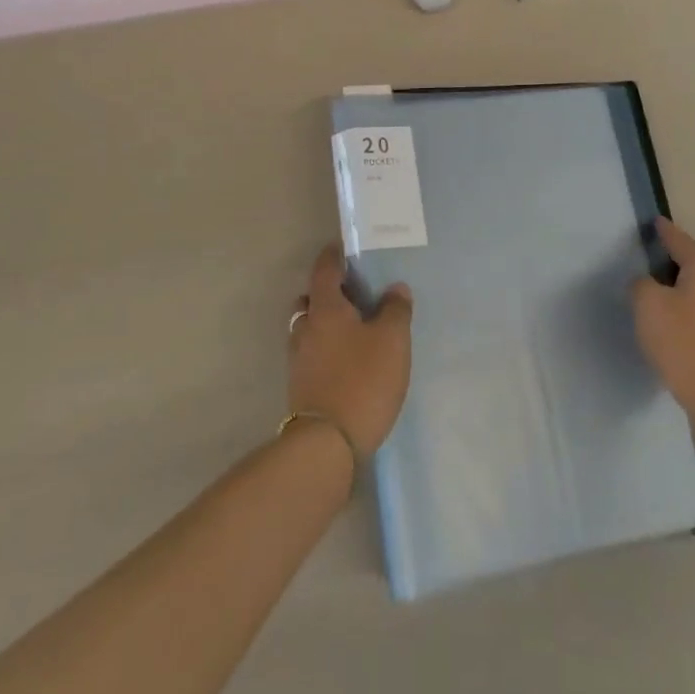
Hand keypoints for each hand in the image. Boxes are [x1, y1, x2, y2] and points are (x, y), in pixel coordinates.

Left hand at [287, 246, 412, 457]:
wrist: (326, 443)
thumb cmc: (362, 380)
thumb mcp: (392, 341)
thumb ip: (396, 310)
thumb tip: (395, 289)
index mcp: (325, 307)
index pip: (324, 269)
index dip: (334, 256)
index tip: (346, 249)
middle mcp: (305, 326)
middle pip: (312, 298)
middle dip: (329, 292)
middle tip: (356, 294)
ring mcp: (298, 358)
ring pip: (309, 327)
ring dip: (326, 322)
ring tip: (354, 330)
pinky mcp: (301, 384)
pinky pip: (312, 352)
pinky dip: (326, 347)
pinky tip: (348, 360)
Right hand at [632, 217, 694, 419]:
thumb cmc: (684, 345)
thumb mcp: (647, 307)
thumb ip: (642, 284)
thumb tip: (649, 282)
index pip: (681, 240)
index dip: (665, 231)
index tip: (655, 222)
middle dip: (690, 252)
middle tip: (667, 259)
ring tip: (674, 288)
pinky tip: (689, 313)